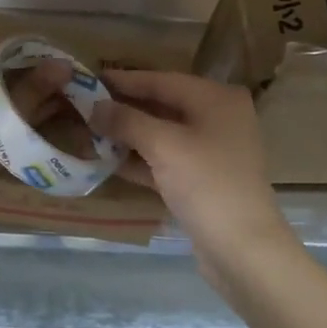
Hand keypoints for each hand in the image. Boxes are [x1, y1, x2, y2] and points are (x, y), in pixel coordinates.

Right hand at [90, 69, 290, 256]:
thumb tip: (94, 106)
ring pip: (161, 135)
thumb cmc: (207, 184)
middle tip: (83, 106)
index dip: (124, 80)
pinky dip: (139, 160)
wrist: (243, 249)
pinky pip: (164, 161)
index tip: (88, 78)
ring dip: (127, 135)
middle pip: (162, 105)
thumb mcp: (164, 145)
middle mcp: (217, 118)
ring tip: (88, 131)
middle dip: (123, 108)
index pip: (161, 80)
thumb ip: (126, 121)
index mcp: (216, 99)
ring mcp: (210, 152)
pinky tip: (106, 160)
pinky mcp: (201, 180)